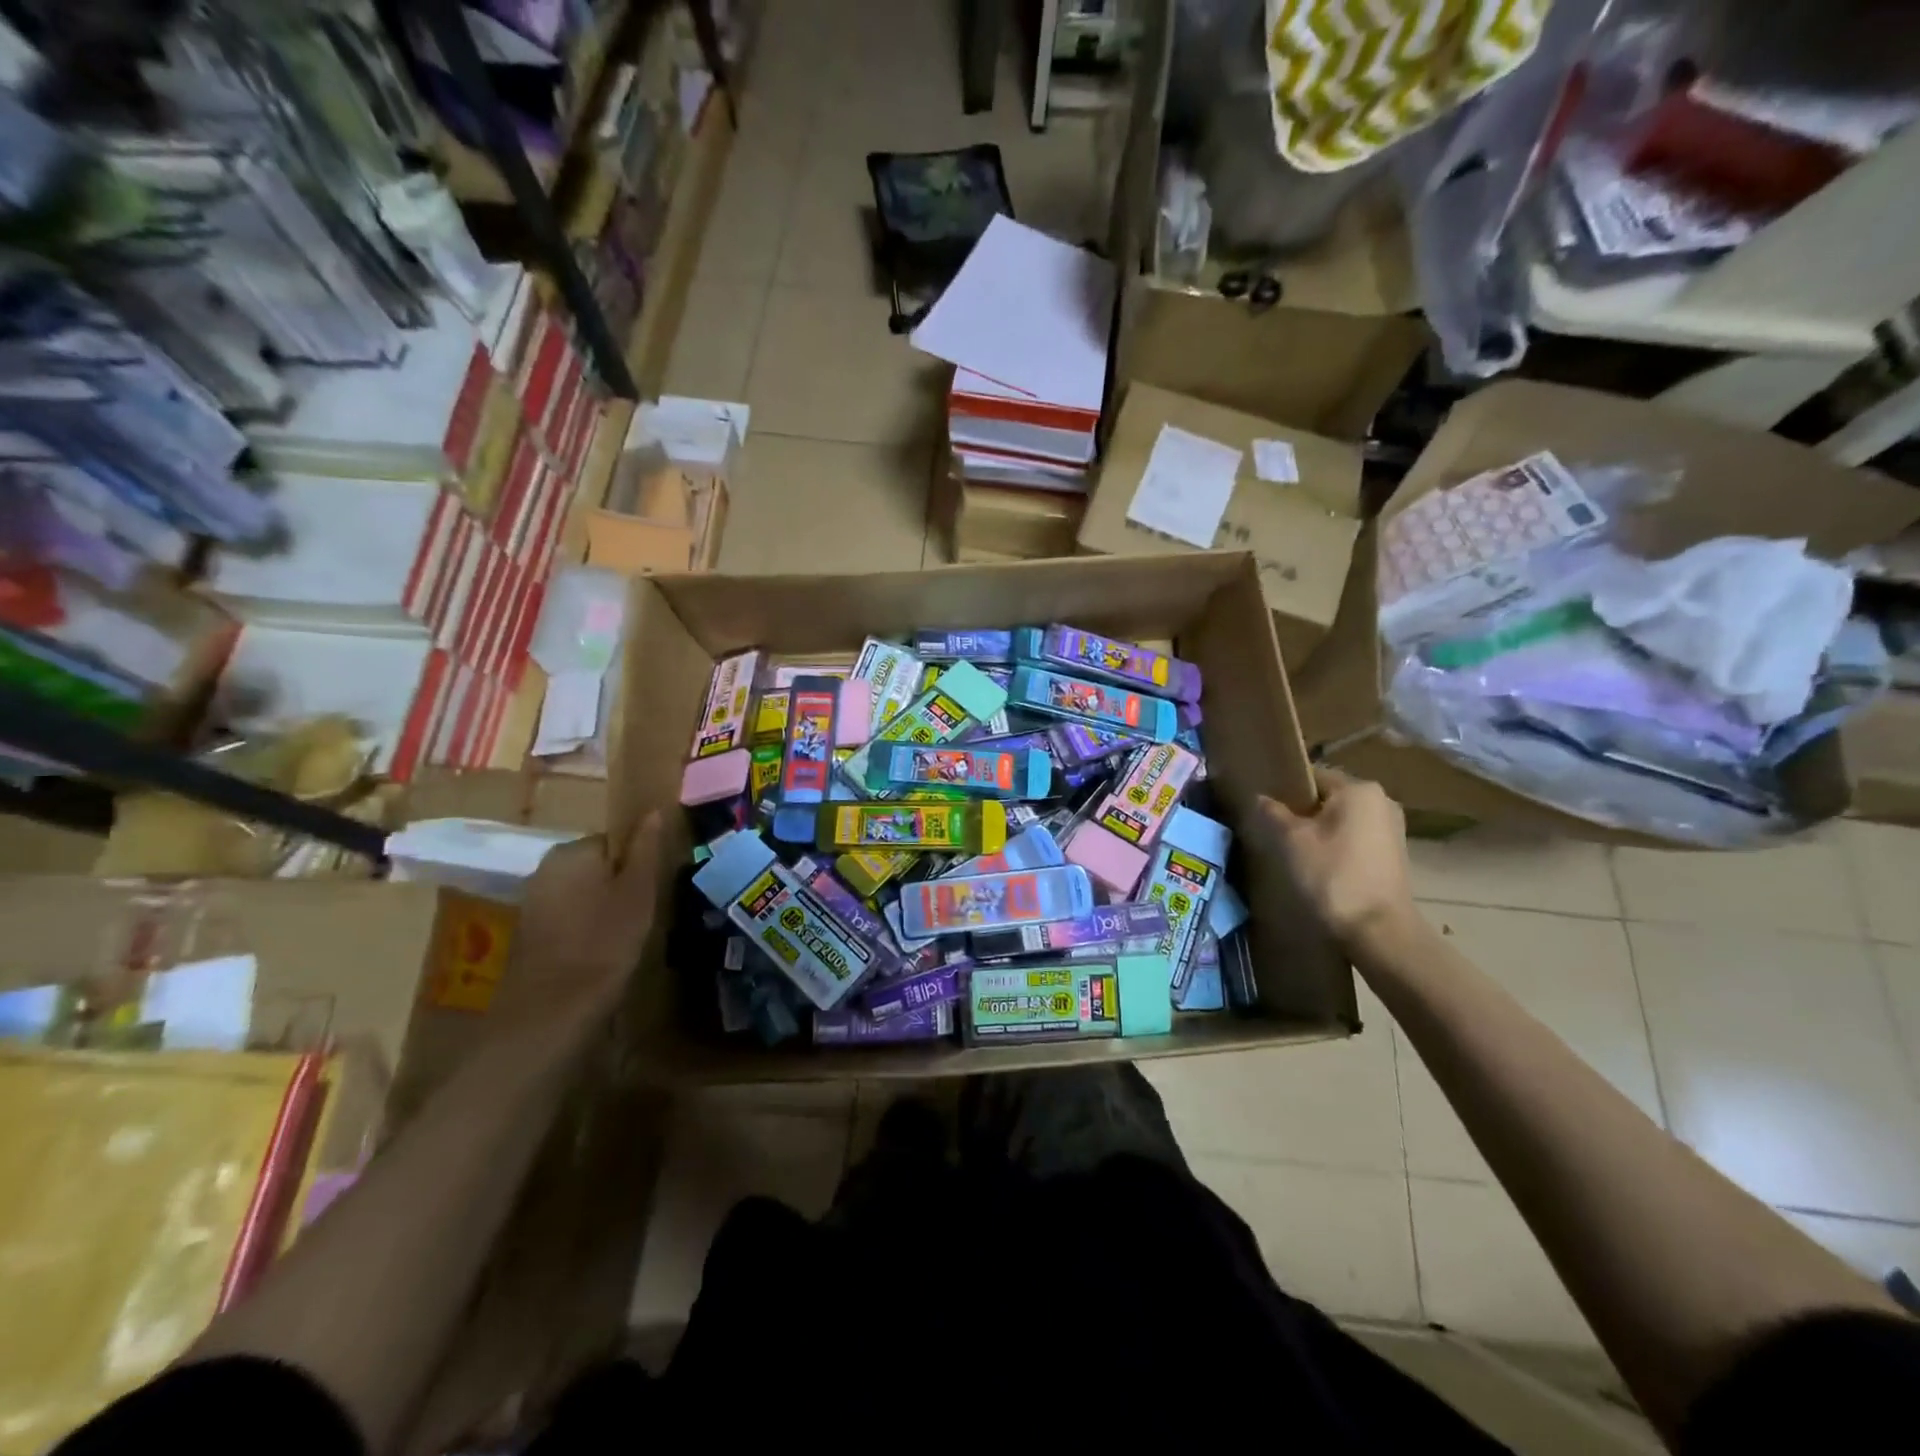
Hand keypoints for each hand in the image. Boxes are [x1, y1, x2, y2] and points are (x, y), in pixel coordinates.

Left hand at [499, 811, 664, 1028]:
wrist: (550, 1015)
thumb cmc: (603, 944)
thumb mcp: (638, 893)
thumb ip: (645, 849)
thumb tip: (653, 811)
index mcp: (572, 851)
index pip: (617, 840)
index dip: (640, 863)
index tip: (655, 889)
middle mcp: (545, 869)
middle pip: (599, 866)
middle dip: (622, 885)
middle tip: (647, 913)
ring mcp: (533, 902)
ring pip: (585, 893)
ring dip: (606, 908)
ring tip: (629, 936)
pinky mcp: (529, 934)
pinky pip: (570, 917)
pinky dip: (588, 928)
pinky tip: (602, 953)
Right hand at [1258, 769, 1412, 945]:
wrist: (1379, 932)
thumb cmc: (1332, 876)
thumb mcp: (1291, 840)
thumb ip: (1272, 812)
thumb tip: (1261, 798)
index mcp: (1359, 789)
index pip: (1311, 776)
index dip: (1283, 790)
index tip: (1263, 808)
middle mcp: (1381, 802)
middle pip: (1327, 798)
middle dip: (1300, 812)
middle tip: (1272, 831)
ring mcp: (1391, 830)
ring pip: (1340, 820)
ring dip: (1317, 831)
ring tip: (1292, 851)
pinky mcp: (1393, 856)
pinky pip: (1354, 839)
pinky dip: (1334, 847)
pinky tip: (1317, 867)